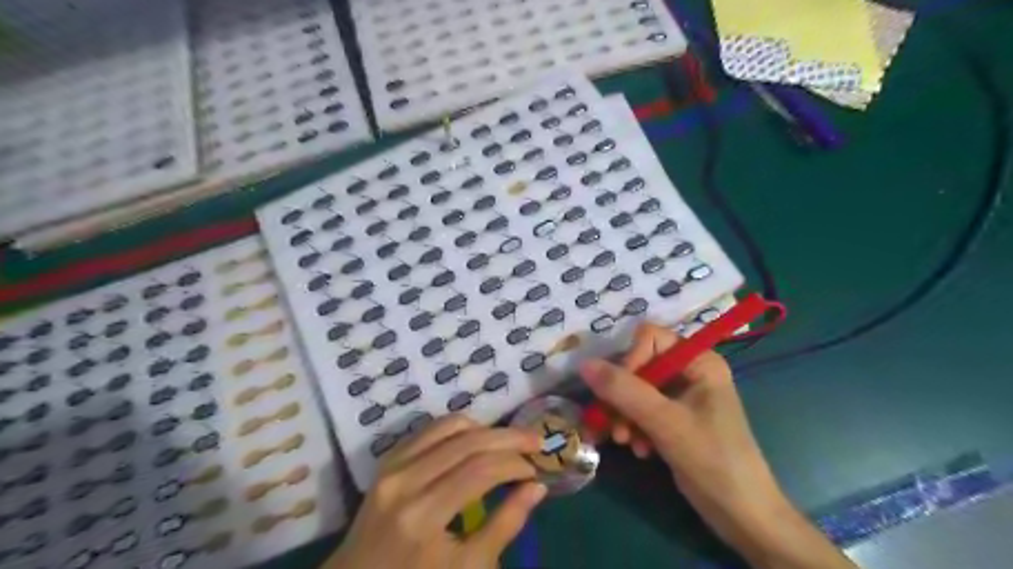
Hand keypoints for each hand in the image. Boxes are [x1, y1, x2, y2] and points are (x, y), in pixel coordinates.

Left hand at [325, 413, 546, 568]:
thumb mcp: (466, 568)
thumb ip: (505, 525)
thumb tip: (537, 487)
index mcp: (423, 515)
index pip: (480, 470)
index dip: (514, 463)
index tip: (535, 470)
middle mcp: (405, 480)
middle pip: (468, 441)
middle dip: (508, 437)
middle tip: (535, 441)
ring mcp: (392, 465)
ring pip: (449, 426)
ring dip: (485, 428)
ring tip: (508, 441)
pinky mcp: (388, 459)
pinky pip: (429, 430)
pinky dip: (459, 428)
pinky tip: (476, 439)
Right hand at [579, 325, 852, 567]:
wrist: (742, 515)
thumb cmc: (712, 460)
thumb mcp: (665, 422)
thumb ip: (624, 390)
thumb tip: (584, 364)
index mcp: (698, 361)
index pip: (649, 339)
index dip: (629, 361)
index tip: (618, 393)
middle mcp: (689, 372)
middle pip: (639, 365)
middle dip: (622, 396)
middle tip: (613, 424)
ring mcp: (681, 396)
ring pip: (635, 390)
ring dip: (625, 415)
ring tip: (624, 441)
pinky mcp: (674, 419)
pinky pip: (642, 410)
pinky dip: (634, 427)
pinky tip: (639, 449)